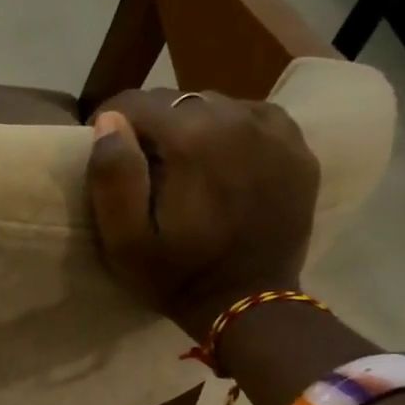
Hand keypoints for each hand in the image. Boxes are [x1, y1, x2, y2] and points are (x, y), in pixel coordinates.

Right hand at [86, 89, 319, 338]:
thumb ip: (111, 175)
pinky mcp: (297, 148)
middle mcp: (235, 120)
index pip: (134, 102)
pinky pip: (253, 115)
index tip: (107, 151)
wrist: (251, 304)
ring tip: (183, 162)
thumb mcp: (123, 239)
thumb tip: (108, 121)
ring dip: (190, 125)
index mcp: (190, 139)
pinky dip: (232, 128)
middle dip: (151, 125)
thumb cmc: (177, 274)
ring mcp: (273, 132)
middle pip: (174, 99)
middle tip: (144, 164)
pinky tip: (224, 156)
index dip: (109, 122)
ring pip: (213, 103)